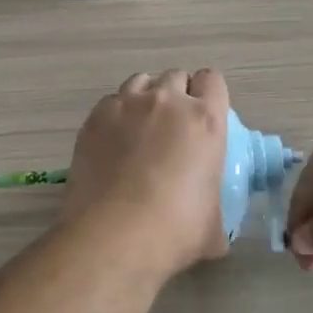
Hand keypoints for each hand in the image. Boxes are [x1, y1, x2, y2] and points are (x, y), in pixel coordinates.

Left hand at [63, 70, 230, 274]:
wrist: (113, 235)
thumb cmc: (174, 231)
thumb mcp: (214, 227)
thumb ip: (217, 212)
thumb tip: (214, 230)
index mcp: (205, 120)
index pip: (213, 80)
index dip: (209, 95)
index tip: (204, 116)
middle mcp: (167, 101)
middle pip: (176, 76)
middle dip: (178, 95)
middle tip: (173, 128)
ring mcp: (126, 105)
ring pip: (141, 81)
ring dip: (146, 98)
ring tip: (140, 128)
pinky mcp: (95, 117)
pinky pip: (111, 102)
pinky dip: (116, 114)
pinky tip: (113, 142)